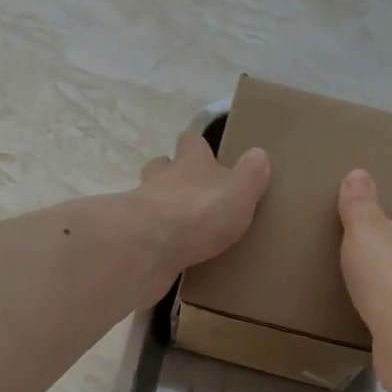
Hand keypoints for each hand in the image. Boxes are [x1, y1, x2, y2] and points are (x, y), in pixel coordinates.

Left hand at [136, 131, 271, 281]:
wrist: (150, 244)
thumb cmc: (201, 211)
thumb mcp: (240, 191)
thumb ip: (251, 174)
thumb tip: (259, 154)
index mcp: (191, 161)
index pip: (192, 142)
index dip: (197, 146)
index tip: (205, 153)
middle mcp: (162, 176)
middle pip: (162, 165)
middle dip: (172, 173)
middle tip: (188, 190)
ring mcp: (141, 204)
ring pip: (148, 196)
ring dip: (160, 205)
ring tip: (176, 222)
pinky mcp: (132, 234)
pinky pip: (143, 230)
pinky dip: (152, 235)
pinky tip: (164, 249)